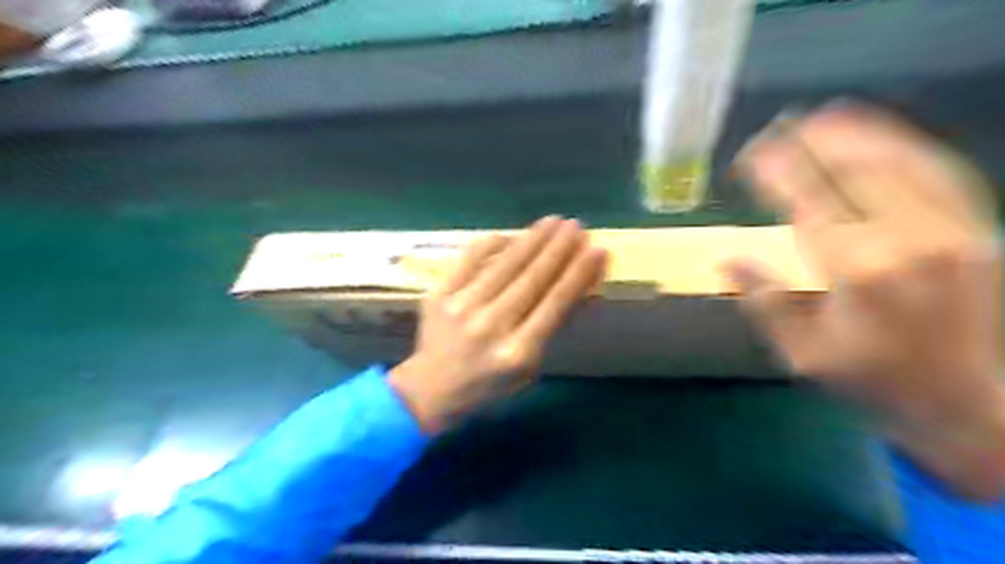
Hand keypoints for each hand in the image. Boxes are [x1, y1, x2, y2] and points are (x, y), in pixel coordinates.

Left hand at [388, 218, 608, 432]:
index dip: (579, 273)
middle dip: (559, 248)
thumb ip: (552, 328)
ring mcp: (462, 307)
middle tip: (577, 225)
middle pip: (533, 278)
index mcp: (518, 351)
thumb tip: (581, 288)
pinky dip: (491, 243)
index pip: (556, 303)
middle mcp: (491, 326)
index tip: (597, 249)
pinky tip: (511, 234)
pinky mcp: (438, 294)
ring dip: (533, 239)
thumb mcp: (529, 369)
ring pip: (505, 264)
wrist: (430, 391)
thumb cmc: (488, 385)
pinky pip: (469, 258)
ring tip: (553, 221)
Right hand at [732, 98, 1003, 498]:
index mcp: (857, 273)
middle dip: (812, 143)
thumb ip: (763, 301)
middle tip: (779, 126)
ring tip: (824, 114)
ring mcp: (950, 232)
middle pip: (853, 172)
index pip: (807, 203)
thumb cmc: (870, 379)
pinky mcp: (976, 232)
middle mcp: (907, 242)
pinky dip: (906, 146)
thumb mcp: (801, 353)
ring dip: (859, 133)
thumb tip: (725, 259)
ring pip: (901, 163)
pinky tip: (881, 135)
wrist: (966, 405)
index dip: (778, 172)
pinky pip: (941, 174)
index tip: (752, 153)